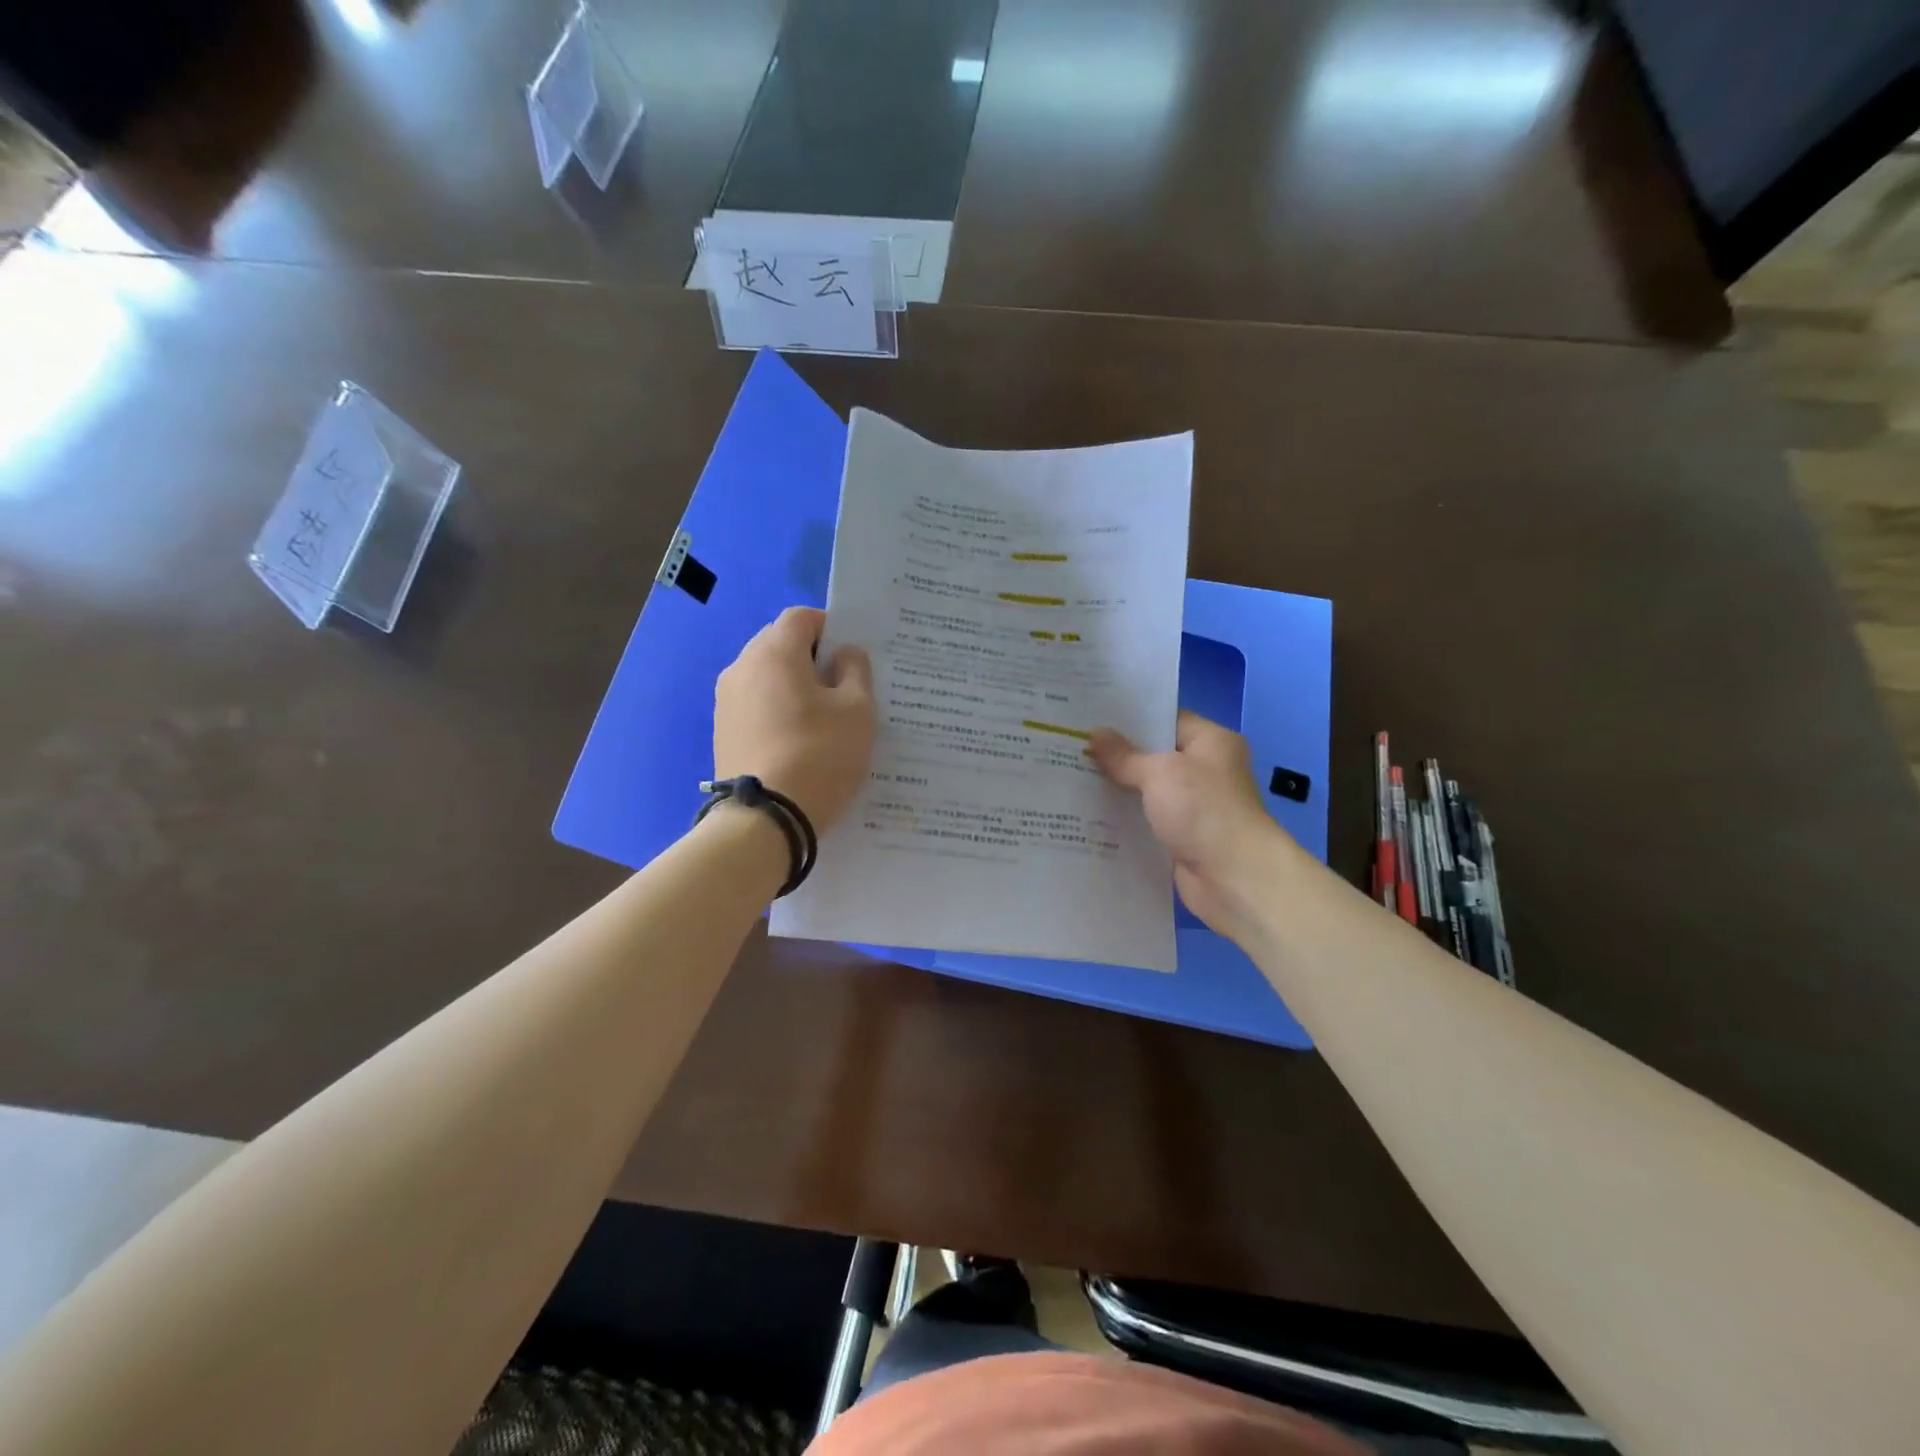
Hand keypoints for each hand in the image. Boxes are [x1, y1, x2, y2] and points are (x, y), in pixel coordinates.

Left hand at [714, 607, 874, 830]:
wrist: (766, 819)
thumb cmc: (820, 755)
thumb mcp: (857, 711)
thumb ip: (855, 671)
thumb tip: (844, 654)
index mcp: (774, 652)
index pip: (802, 617)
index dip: (831, 629)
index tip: (851, 658)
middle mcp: (742, 667)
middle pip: (780, 644)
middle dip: (812, 658)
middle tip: (841, 690)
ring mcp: (726, 701)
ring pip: (767, 677)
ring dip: (793, 686)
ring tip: (821, 720)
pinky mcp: (722, 731)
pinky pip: (755, 705)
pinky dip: (777, 711)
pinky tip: (797, 741)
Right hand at [1090, 711, 1286, 937]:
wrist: (1235, 879)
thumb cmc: (1204, 812)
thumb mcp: (1160, 773)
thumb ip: (1124, 755)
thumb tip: (1095, 734)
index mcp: (1211, 742)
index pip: (1166, 718)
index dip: (1129, 718)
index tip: (1090, 716)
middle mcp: (1205, 769)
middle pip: (1154, 755)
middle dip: (1116, 754)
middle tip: (1072, 744)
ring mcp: (1194, 805)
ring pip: (1147, 790)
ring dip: (1117, 788)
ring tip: (1071, 776)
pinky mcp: (1182, 836)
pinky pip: (1147, 819)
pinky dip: (1125, 818)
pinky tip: (1089, 813)